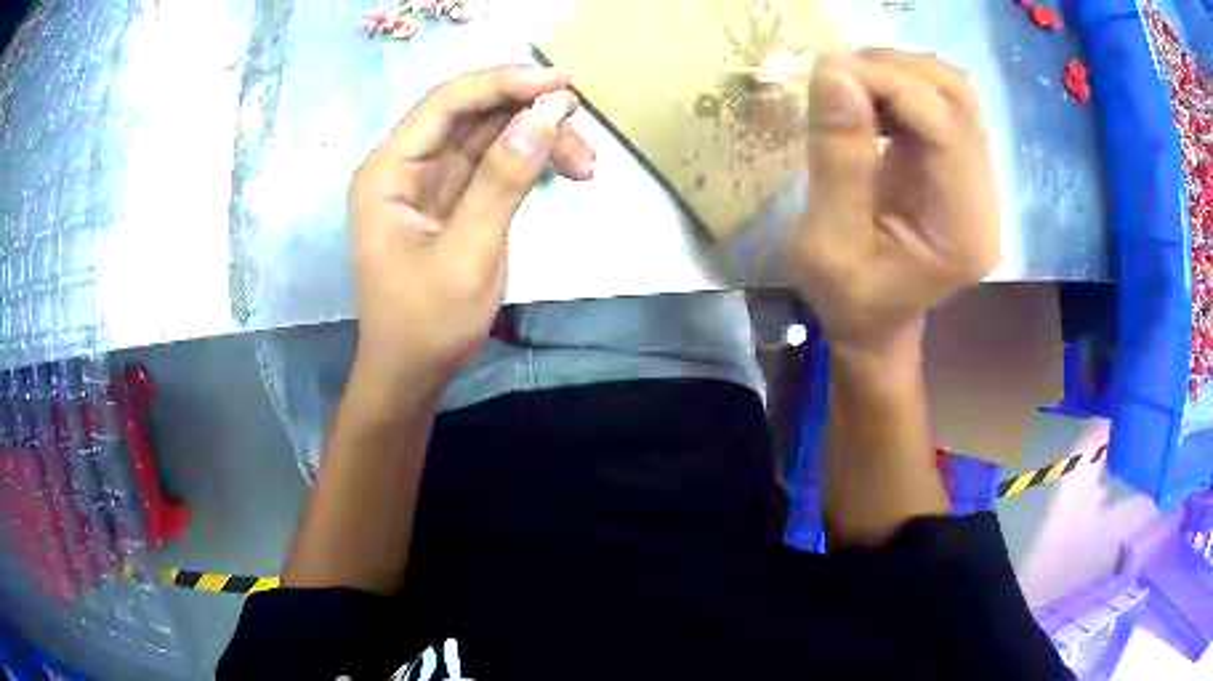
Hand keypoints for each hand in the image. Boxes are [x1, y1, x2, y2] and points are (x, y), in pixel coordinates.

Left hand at [348, 65, 595, 390]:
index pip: (446, 104)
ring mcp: (432, 181)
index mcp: (388, 173)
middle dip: (527, 111)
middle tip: (580, 122)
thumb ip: (501, 182)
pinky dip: (531, 161)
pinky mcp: (456, 199)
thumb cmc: (426, 324)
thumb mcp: (466, 255)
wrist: (414, 374)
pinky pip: (496, 162)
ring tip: (586, 160)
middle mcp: (406, 166)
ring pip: (489, 134)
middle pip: (471, 113)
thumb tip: (543, 117)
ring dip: (537, 137)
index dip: (502, 83)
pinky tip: (566, 169)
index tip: (559, 83)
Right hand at [790, 49, 999, 354]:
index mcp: (964, 228)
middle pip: (958, 96)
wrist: (876, 323)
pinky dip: (899, 88)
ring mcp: (977, 177)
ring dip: (897, 73)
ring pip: (951, 91)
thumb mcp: (827, 243)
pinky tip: (867, 102)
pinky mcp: (959, 165)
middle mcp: (984, 195)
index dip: (889, 84)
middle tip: (838, 75)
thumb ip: (837, 159)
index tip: (827, 73)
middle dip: (895, 70)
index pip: (944, 124)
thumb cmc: (850, 300)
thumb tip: (833, 73)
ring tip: (849, 87)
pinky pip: (938, 103)